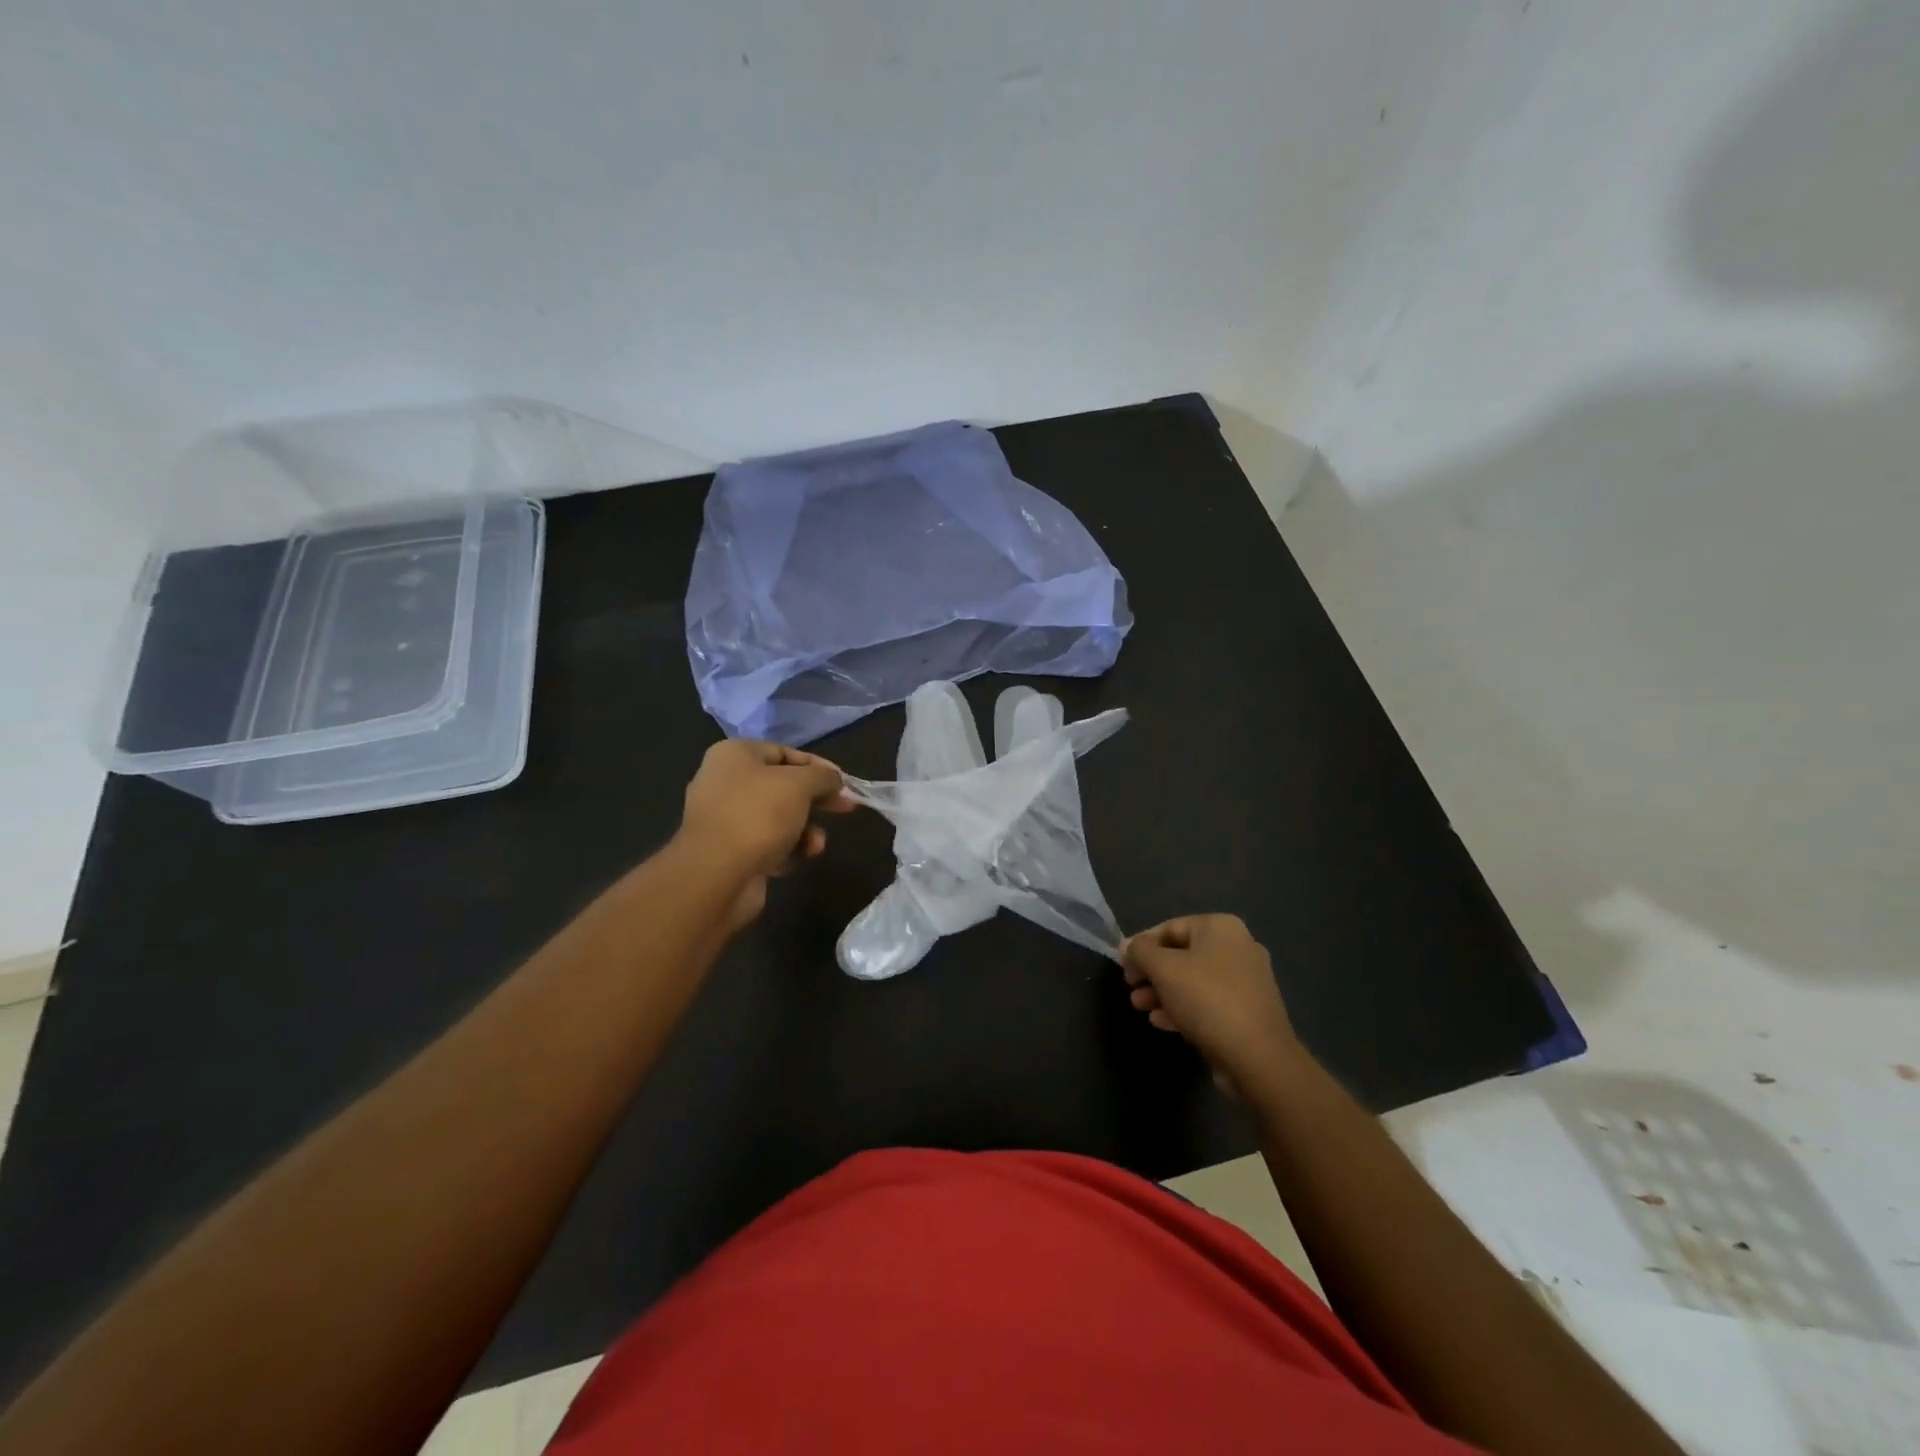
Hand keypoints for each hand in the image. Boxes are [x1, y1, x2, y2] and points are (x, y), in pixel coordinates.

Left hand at [678, 740, 855, 927]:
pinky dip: (784, 851)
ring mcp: (723, 819)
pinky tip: (792, 862)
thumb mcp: (800, 784)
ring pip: (777, 818)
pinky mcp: (727, 852)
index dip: (818, 766)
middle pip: (782, 786)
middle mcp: (724, 782)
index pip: (785, 752)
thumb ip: (822, 776)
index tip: (845, 783)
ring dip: (804, 831)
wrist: (716, 876)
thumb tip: (834, 779)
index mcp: (734, 755)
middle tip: (846, 809)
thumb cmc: (758, 815)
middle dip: (816, 800)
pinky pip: (765, 844)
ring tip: (815, 846)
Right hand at [1122, 915, 1299, 1093]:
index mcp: (1221, 928)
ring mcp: (1246, 982)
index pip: (1169, 927)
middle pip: (1181, 954)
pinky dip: (1183, 1007)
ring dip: (1162, 992)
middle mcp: (1237, 948)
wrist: (1258, 1058)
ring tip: (1139, 1007)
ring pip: (1193, 980)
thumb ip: (1140, 951)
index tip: (1122, 964)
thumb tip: (1128, 946)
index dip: (1141, 944)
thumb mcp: (1163, 968)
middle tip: (1130, 987)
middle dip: (1151, 972)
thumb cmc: (1207, 999)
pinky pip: (1208, 1002)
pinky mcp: (1248, 1012)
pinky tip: (1161, 1022)